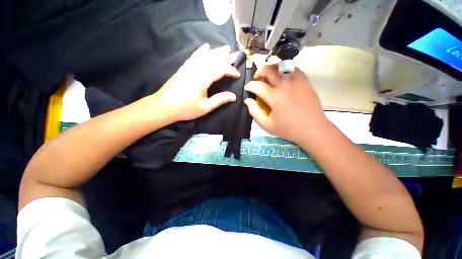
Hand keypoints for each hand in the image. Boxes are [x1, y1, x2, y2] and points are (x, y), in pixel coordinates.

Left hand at [154, 43, 239, 121]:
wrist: (164, 106)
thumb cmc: (186, 109)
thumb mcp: (205, 107)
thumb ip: (220, 100)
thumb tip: (234, 97)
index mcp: (202, 80)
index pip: (220, 69)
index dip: (230, 70)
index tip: (237, 75)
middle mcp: (196, 70)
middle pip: (214, 60)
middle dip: (226, 57)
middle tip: (236, 54)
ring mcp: (189, 67)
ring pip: (205, 56)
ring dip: (216, 52)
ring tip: (225, 48)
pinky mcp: (184, 68)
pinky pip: (194, 56)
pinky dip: (201, 51)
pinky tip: (206, 47)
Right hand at [244, 64, 328, 143]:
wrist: (312, 129)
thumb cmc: (288, 129)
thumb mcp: (266, 125)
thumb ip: (254, 112)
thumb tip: (247, 100)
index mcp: (275, 97)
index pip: (258, 86)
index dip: (250, 86)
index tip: (247, 88)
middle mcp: (285, 85)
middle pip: (269, 69)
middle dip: (259, 72)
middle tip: (257, 79)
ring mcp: (297, 81)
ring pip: (281, 65)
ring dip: (271, 69)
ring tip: (269, 77)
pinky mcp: (305, 81)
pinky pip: (293, 69)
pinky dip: (285, 70)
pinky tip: (283, 78)